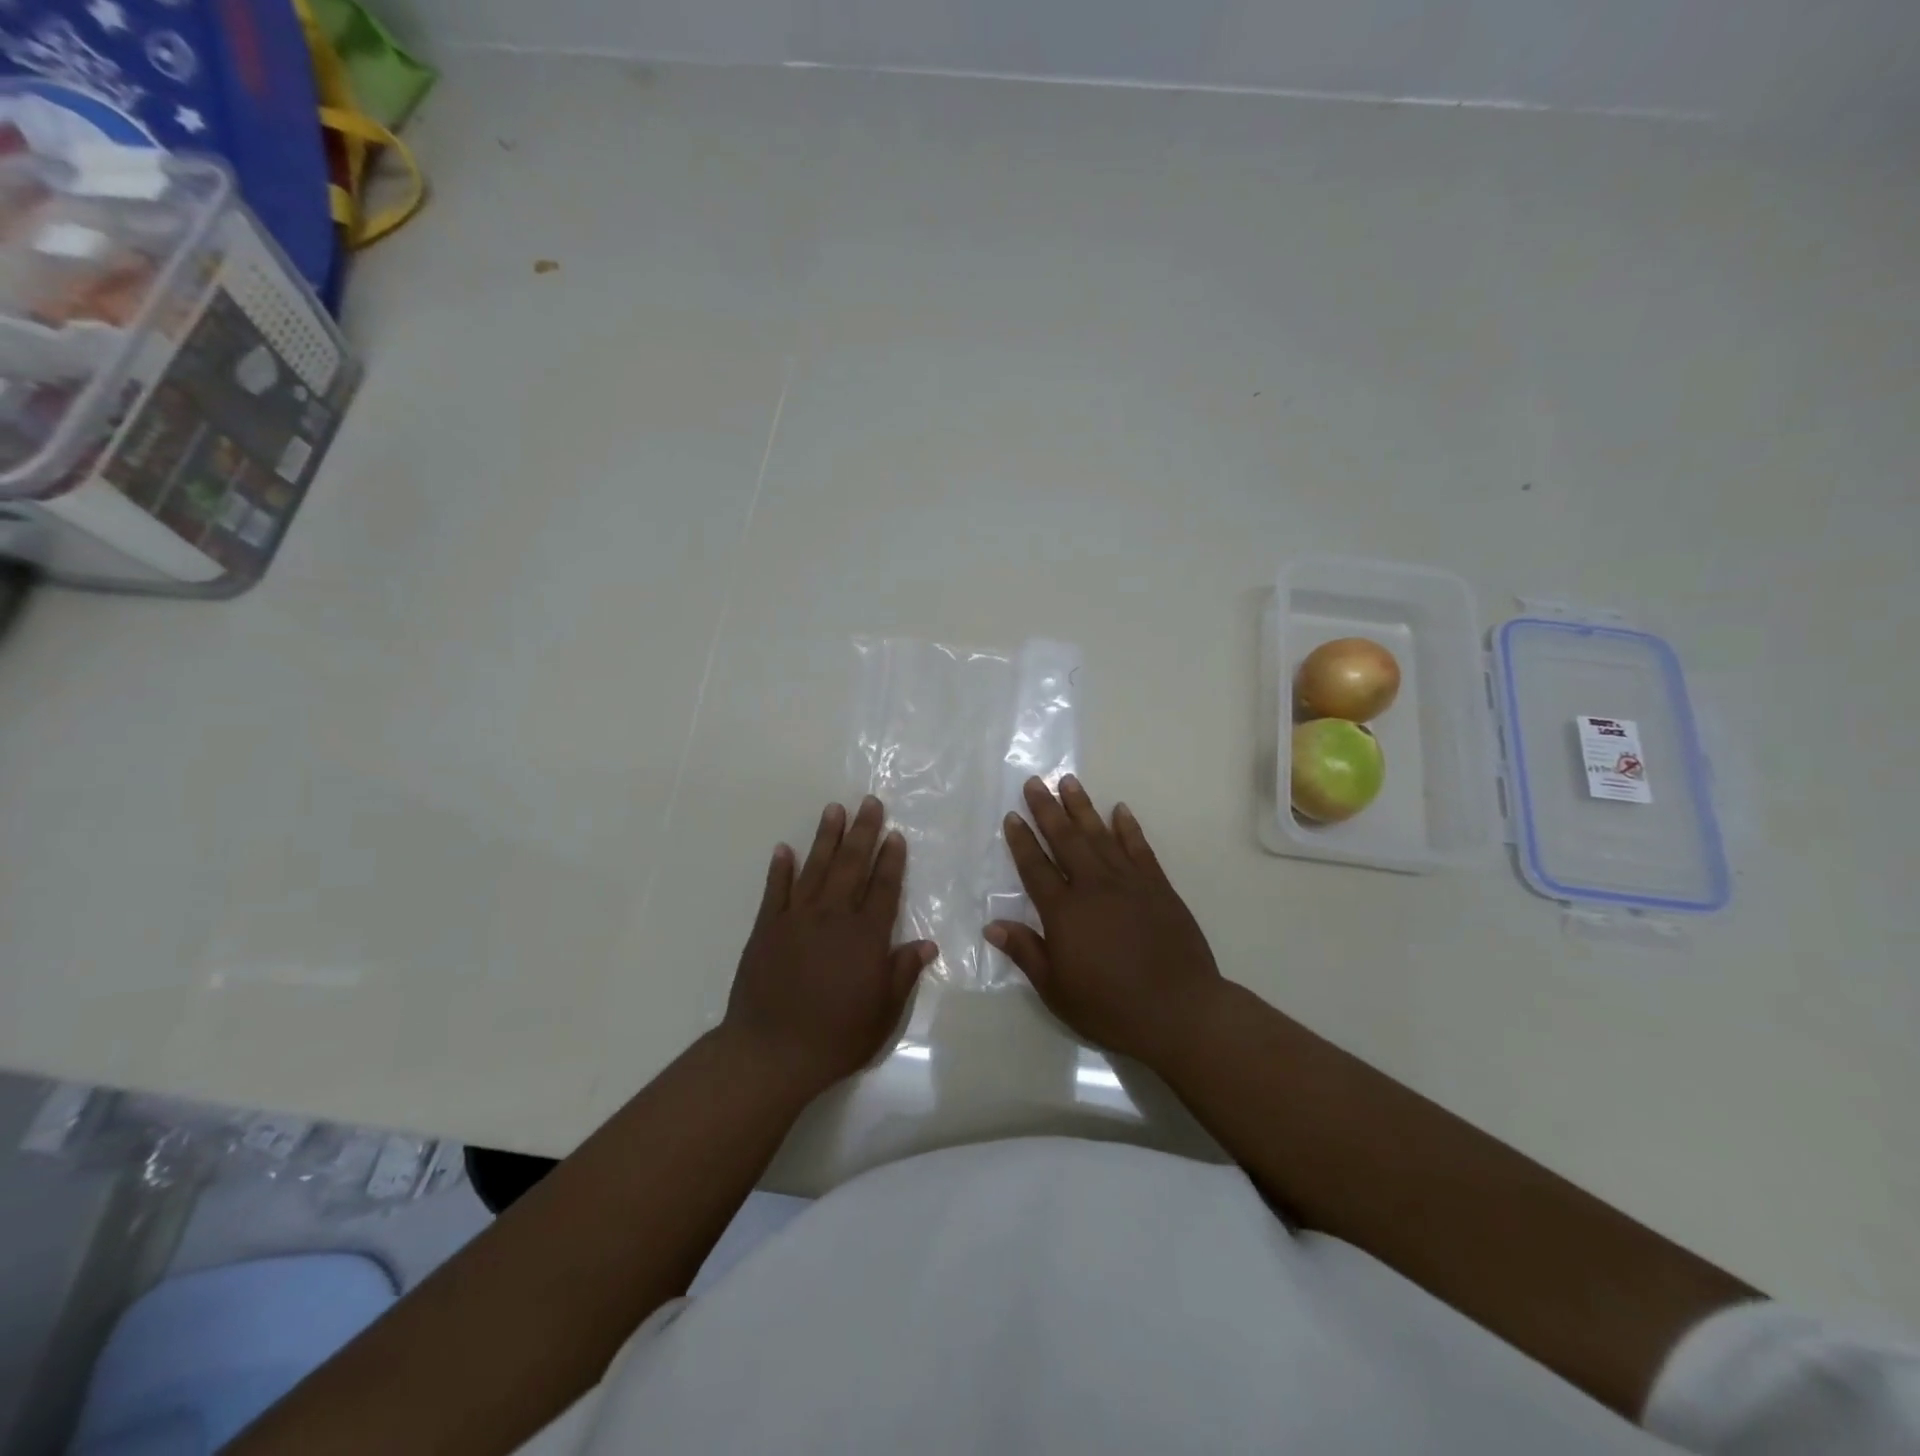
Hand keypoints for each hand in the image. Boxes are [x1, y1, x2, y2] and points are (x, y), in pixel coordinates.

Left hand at [723, 796, 936, 1094]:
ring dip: (826, 838)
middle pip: (851, 866)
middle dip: (863, 832)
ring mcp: (796, 919)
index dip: (891, 860)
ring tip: (834, 809)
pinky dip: (780, 869)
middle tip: (869, 803)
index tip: (895, 834)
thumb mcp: (883, 1012)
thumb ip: (903, 973)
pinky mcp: (767, 929)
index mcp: (865, 936)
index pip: (883, 888)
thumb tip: (926, 944)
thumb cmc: (836, 1037)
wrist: (771, 1052)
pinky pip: (775, 891)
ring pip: (815, 868)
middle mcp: (833, 917)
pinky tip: (784, 849)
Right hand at [987, 775, 1222, 1068]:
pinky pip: (1139, 848)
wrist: (1179, 1010)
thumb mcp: (1056, 989)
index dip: (1021, 841)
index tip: (1012, 816)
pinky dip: (1128, 827)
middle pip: (1065, 840)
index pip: (1035, 868)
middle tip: (1034, 782)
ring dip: (1082, 807)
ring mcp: (1129, 883)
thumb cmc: (1110, 1006)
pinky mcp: (1158, 887)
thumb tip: (992, 925)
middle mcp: (1093, 886)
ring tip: (1069, 781)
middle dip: (1047, 809)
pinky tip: (1120, 810)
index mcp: (1064, 912)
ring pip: (1100, 835)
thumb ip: (1025, 952)